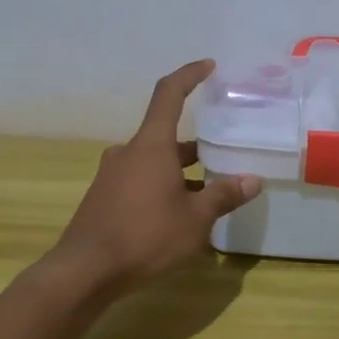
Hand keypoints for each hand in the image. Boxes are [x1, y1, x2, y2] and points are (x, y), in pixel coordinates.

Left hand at [49, 60, 261, 298]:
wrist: (84, 271)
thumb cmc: (145, 236)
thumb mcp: (195, 219)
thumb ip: (224, 196)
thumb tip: (253, 180)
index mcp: (151, 145)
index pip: (170, 95)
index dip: (190, 75)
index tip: (208, 66)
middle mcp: (129, 152)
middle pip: (166, 137)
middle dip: (196, 148)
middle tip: (223, 159)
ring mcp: (112, 175)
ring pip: (154, 163)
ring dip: (180, 173)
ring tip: (208, 195)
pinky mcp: (104, 198)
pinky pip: (140, 182)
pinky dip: (162, 188)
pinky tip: (178, 217)